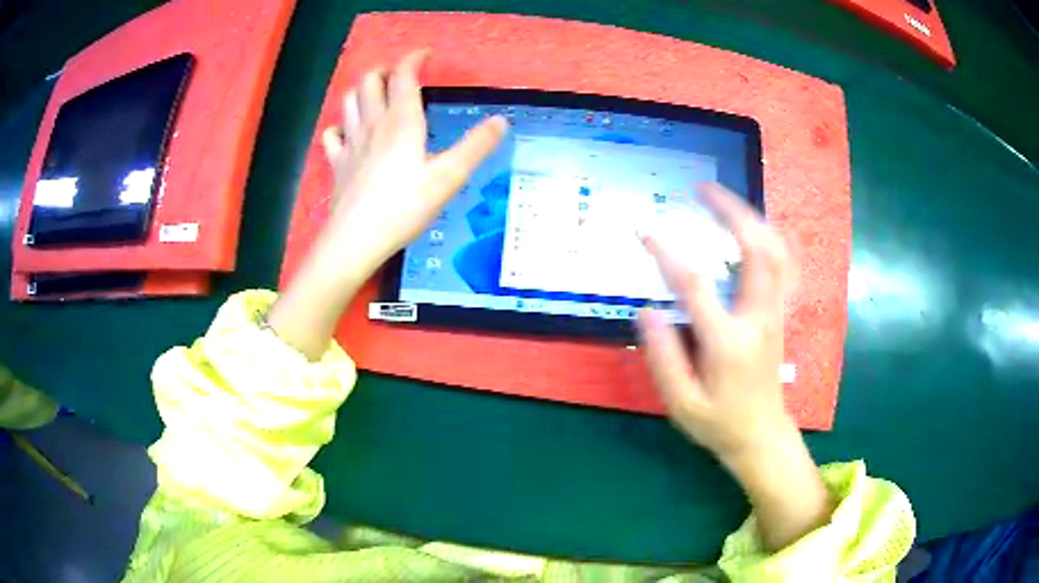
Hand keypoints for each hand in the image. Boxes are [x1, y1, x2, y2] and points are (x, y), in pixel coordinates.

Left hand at [269, 51, 505, 358]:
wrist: (356, 240)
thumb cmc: (403, 208)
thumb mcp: (449, 178)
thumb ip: (476, 147)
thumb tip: (502, 121)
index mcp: (401, 122)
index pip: (403, 76)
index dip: (413, 59)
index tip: (424, 55)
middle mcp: (372, 124)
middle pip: (369, 81)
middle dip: (384, 70)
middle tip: (399, 75)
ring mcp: (350, 143)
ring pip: (349, 101)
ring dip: (361, 89)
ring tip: (376, 93)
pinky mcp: (337, 164)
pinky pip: (332, 135)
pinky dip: (340, 126)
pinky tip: (348, 133)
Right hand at [638, 183, 830, 550]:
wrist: (761, 435)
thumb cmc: (718, 423)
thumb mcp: (682, 403)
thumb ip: (663, 358)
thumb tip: (647, 311)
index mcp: (728, 342)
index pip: (697, 286)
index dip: (668, 254)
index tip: (645, 232)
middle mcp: (758, 318)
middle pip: (755, 251)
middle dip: (731, 212)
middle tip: (703, 188)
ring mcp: (775, 313)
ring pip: (776, 252)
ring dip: (753, 218)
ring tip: (726, 199)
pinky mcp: (780, 313)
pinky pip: (785, 266)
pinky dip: (775, 238)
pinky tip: (760, 225)